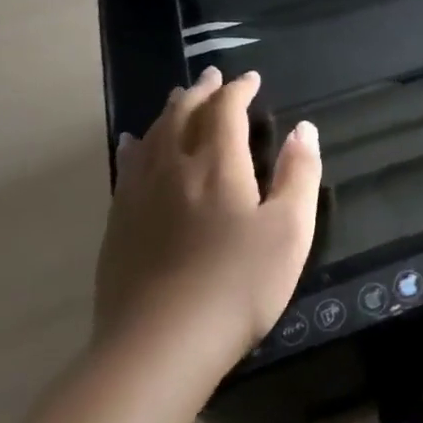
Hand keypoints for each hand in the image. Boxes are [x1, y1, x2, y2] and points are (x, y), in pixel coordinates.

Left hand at [95, 68, 321, 381]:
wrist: (161, 344)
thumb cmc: (240, 284)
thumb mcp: (291, 229)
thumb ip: (299, 174)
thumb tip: (304, 129)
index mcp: (218, 164)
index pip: (226, 110)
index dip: (239, 90)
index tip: (252, 80)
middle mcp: (174, 168)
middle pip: (183, 115)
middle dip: (201, 92)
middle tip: (214, 78)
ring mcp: (139, 196)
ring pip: (151, 136)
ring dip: (168, 111)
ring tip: (178, 98)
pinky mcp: (118, 225)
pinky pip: (125, 167)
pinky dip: (135, 145)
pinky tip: (131, 144)